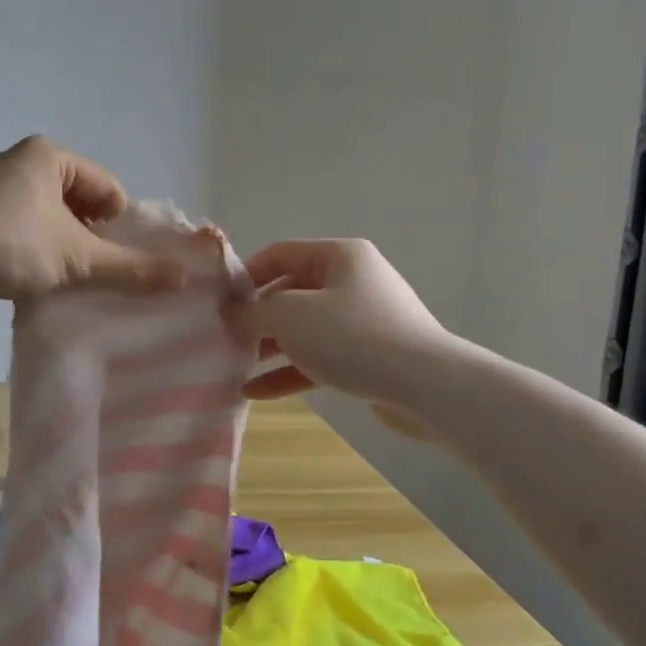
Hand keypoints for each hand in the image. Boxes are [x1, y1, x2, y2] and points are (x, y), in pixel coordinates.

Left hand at [0, 137, 185, 299]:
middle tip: (93, 272)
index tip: (118, 261)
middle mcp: (23, 161)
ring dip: (63, 246)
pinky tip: (33, 276)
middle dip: (91, 238)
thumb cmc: (11, 243)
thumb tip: (185, 278)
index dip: (120, 226)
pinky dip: (35, 250)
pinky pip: (22, 228)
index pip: (108, 188)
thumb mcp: (77, 258)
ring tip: (65, 278)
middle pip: (80, 203)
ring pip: (50, 218)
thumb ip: (131, 269)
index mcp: (52, 156)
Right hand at [237, 239, 452, 433]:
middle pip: (291, 293)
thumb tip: (234, 315)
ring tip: (236, 368)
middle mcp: (353, 281)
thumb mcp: (291, 316)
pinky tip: (256, 392)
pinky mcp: (368, 356)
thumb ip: (254, 312)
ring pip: (304, 329)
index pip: (280, 254)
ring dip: (270, 348)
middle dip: (257, 318)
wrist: (427, 386)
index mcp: (339, 256)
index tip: (218, 303)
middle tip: (225, 340)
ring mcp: (363, 320)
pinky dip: (290, 371)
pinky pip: (320, 357)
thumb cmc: (353, 337)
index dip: (245, 276)